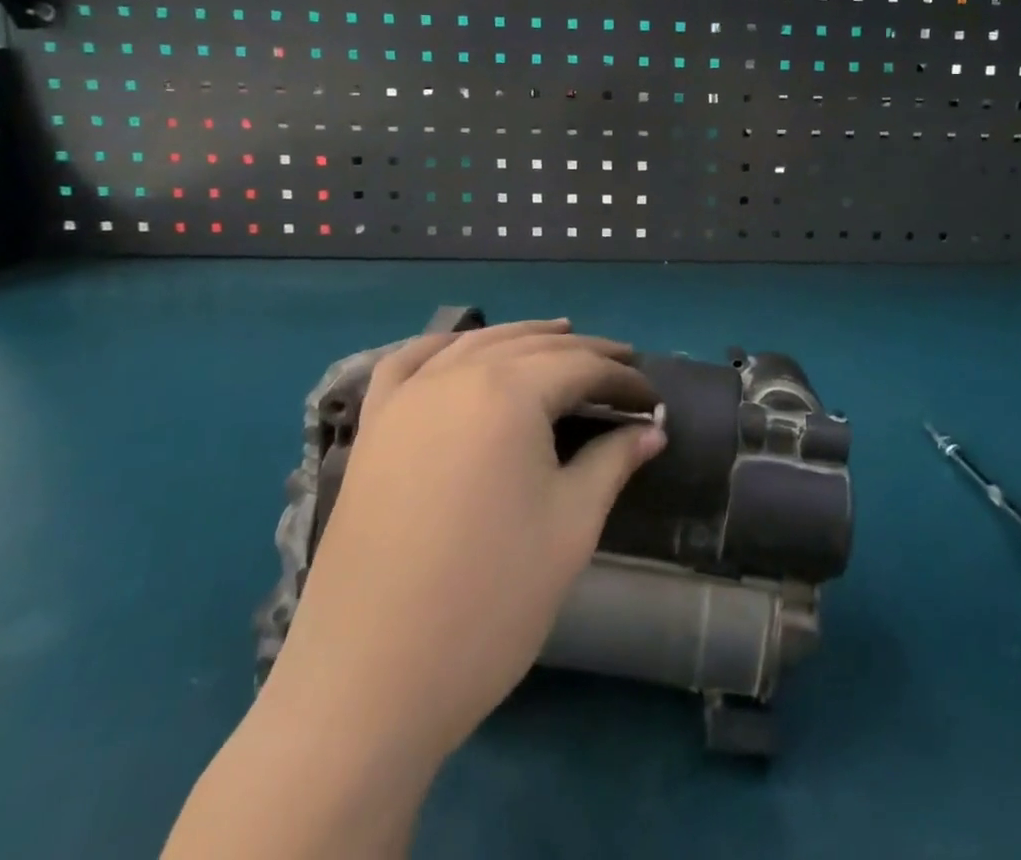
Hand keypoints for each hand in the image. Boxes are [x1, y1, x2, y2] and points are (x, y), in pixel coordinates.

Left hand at [267, 319, 664, 766]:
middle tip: (620, 365)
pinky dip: (442, 346)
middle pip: (531, 347)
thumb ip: (612, 462)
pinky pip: (407, 364)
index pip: (580, 367)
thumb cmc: (489, 600)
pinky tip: (460, 350)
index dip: (622, 378)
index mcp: (508, 393)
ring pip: (474, 345)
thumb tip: (651, 430)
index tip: (650, 397)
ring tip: (559, 339)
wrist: (369, 682)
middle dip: (583, 353)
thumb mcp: (570, 526)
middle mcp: (455, 377)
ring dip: (521, 338)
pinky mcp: (372, 429)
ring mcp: (405, 400)